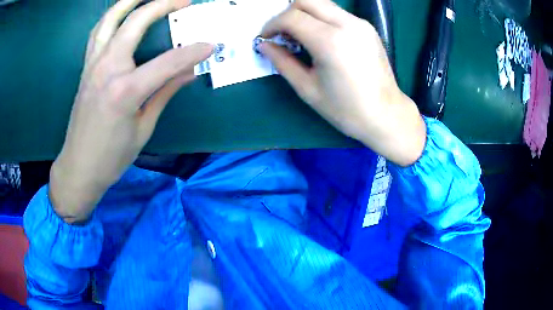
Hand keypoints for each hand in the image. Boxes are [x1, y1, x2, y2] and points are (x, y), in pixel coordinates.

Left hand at [50, 0, 212, 222]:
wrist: (78, 167)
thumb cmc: (111, 157)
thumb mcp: (143, 128)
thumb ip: (165, 93)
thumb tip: (189, 73)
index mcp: (125, 91)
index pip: (168, 61)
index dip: (193, 52)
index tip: (210, 46)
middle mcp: (107, 69)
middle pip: (135, 22)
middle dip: (163, 5)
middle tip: (184, 0)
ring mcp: (93, 65)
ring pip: (110, 19)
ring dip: (130, 1)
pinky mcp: (86, 67)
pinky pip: (98, 32)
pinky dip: (112, 17)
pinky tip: (122, 14)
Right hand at [261, 0, 425, 165]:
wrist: (385, 114)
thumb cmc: (345, 109)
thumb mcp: (307, 88)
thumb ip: (282, 61)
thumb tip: (264, 45)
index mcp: (330, 41)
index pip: (291, 17)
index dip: (272, 25)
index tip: (266, 38)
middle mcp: (347, 24)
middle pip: (306, 0)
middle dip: (287, 13)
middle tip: (282, 34)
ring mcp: (360, 23)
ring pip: (322, 3)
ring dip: (304, 13)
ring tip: (300, 36)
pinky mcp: (367, 27)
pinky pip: (337, 12)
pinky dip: (321, 18)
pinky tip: (321, 37)